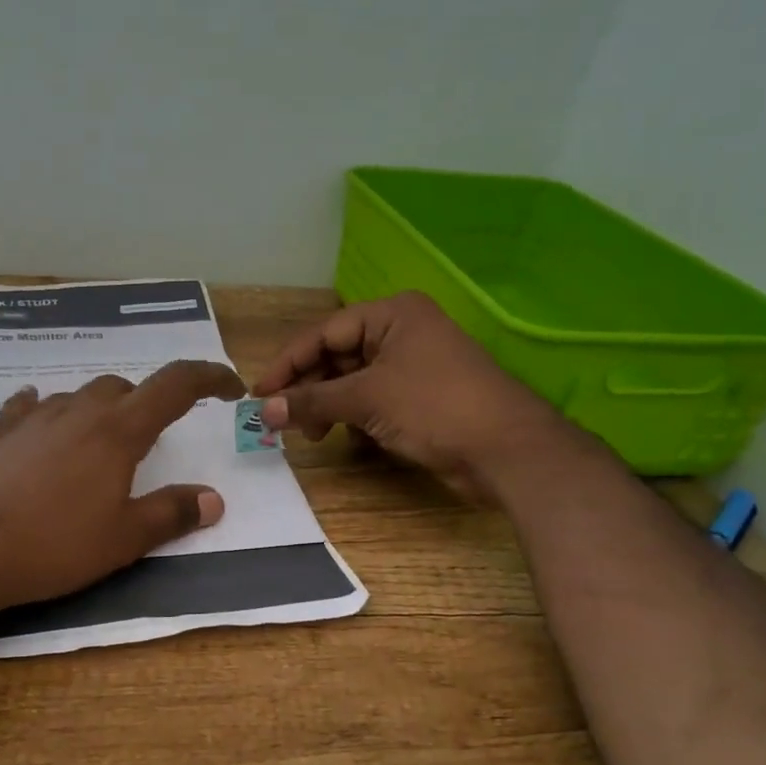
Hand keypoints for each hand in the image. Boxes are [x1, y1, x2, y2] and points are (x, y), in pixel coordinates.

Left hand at [0, 360, 244, 612]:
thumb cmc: (53, 544)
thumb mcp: (123, 539)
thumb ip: (170, 514)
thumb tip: (213, 499)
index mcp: (118, 432)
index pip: (174, 387)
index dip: (208, 378)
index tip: (229, 388)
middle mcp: (78, 413)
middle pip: (123, 388)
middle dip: (147, 404)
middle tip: (153, 440)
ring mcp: (33, 420)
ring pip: (78, 397)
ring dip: (100, 410)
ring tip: (101, 443)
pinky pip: (28, 409)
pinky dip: (45, 411)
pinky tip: (39, 419)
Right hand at [253, 292, 560, 497]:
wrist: (506, 449)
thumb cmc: (434, 407)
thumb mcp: (367, 398)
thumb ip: (311, 401)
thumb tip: (264, 411)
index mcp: (392, 314)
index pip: (324, 332)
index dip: (288, 363)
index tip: (260, 394)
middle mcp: (401, 333)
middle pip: (337, 356)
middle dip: (309, 389)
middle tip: (285, 421)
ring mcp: (413, 367)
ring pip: (353, 382)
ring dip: (329, 407)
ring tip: (314, 434)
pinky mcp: (420, 399)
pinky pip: (373, 402)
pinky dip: (356, 418)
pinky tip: (350, 439)